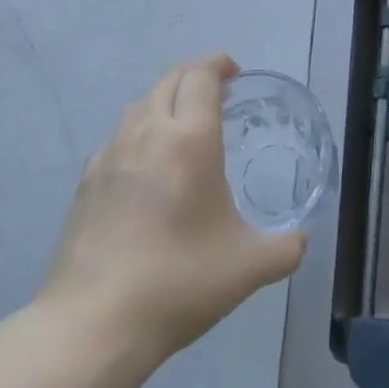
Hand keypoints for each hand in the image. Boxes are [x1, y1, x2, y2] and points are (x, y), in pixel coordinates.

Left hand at [40, 54, 304, 359]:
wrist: (94, 323)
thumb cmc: (180, 282)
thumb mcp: (250, 267)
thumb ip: (287, 247)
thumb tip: (301, 239)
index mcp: (189, 140)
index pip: (200, 76)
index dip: (218, 64)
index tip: (234, 71)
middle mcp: (147, 134)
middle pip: (169, 81)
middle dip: (194, 76)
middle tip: (218, 92)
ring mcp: (110, 155)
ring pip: (140, 106)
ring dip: (165, 101)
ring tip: (184, 125)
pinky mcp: (87, 182)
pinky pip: (118, 138)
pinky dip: (139, 133)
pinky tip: (147, 167)